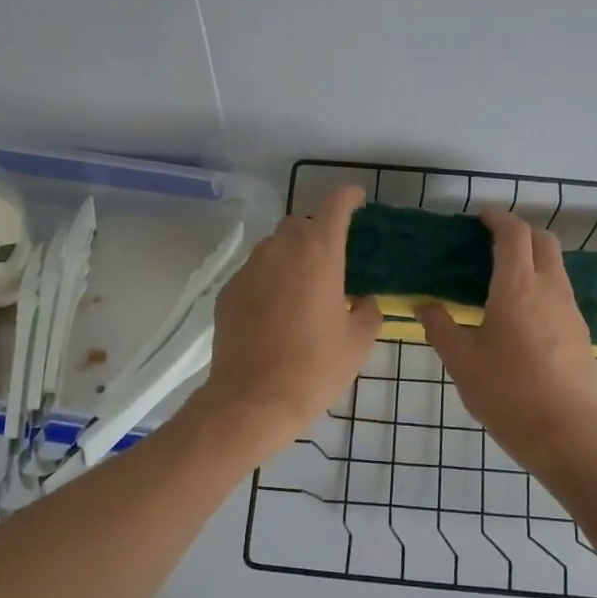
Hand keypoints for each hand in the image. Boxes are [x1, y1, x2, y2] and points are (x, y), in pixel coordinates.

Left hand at [193, 186, 383, 455]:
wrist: (252, 400)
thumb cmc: (315, 368)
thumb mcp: (358, 342)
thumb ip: (368, 310)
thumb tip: (364, 299)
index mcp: (319, 253)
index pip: (334, 205)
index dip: (348, 197)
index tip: (357, 200)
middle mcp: (280, 250)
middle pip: (300, 223)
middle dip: (317, 231)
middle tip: (332, 260)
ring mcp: (249, 269)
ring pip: (274, 246)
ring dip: (291, 255)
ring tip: (303, 286)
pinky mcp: (228, 291)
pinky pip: (254, 272)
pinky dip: (269, 279)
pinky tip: (276, 310)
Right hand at [416, 210, 596, 470]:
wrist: (566, 435)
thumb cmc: (507, 394)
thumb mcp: (461, 362)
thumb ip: (440, 327)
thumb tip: (424, 304)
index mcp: (517, 289)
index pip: (513, 235)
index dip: (498, 219)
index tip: (480, 218)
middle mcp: (550, 290)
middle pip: (543, 241)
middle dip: (520, 232)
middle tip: (492, 243)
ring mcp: (571, 311)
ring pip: (556, 267)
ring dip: (533, 259)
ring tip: (504, 280)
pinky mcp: (580, 333)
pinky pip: (561, 293)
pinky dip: (542, 286)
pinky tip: (523, 316)